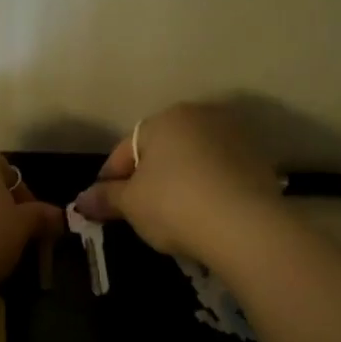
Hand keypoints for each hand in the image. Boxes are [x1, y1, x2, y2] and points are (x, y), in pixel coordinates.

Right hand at [71, 103, 282, 267]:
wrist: (245, 225)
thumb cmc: (174, 205)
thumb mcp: (131, 204)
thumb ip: (105, 198)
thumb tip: (81, 201)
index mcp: (164, 119)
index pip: (124, 150)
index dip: (109, 179)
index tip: (102, 206)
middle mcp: (200, 116)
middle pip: (161, 150)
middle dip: (146, 177)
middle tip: (137, 210)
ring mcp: (234, 135)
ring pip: (193, 159)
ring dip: (179, 180)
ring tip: (172, 214)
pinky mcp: (259, 159)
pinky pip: (220, 172)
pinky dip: (207, 188)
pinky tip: (203, 214)